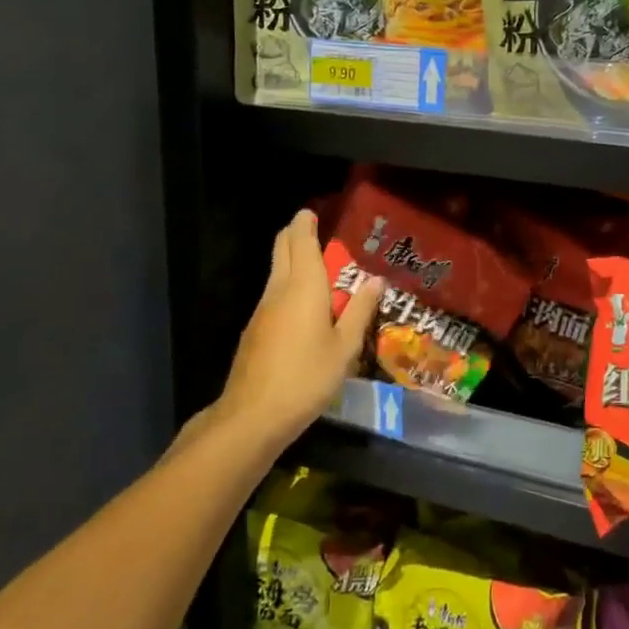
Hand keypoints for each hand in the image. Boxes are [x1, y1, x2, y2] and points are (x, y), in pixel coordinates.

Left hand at [193, 210, 381, 458]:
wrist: (252, 417)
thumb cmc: (307, 378)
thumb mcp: (345, 347)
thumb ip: (360, 311)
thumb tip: (375, 280)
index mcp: (303, 286)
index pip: (300, 240)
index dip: (306, 222)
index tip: (316, 212)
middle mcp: (278, 290)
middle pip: (282, 249)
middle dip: (297, 235)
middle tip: (320, 233)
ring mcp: (262, 311)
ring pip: (276, 272)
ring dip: (294, 262)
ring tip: (323, 270)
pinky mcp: (255, 331)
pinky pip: (274, 295)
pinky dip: (289, 287)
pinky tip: (307, 308)